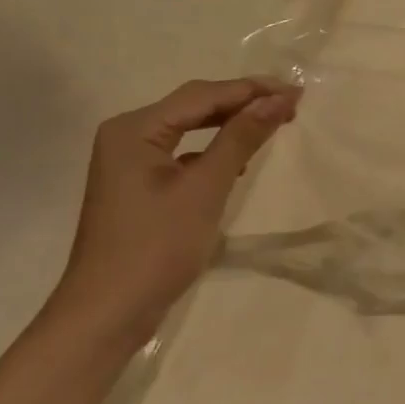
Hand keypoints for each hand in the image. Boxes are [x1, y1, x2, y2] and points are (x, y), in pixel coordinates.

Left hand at [43, 76, 299, 350]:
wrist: (107, 313)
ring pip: (189, 129)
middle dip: (242, 103)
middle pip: (194, 106)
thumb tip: (277, 99)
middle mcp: (127, 135)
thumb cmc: (156, 246)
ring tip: (271, 124)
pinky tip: (237, 162)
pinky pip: (181, 153)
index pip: (203, 95)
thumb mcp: (205, 188)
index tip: (296, 93)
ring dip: (229, 125)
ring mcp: (129, 162)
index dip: (252, 90)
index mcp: (135, 128)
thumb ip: (241, 138)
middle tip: (290, 106)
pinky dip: (212, 151)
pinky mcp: (137, 186)